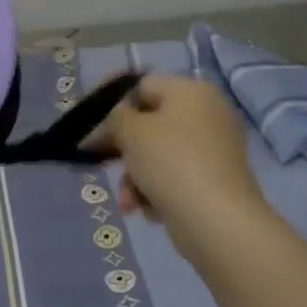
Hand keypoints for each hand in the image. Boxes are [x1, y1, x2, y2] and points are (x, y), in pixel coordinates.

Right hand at [94, 75, 264, 246]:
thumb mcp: (131, 132)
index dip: (112, 101)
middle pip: (149, 123)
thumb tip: (113, 120)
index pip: (142, 85)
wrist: (218, 221)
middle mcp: (207, 114)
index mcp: (191, 92)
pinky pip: (174, 177)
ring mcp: (214, 149)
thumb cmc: (171, 163)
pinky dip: (156, 191)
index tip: (88, 123)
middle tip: (100, 162)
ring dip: (134, 177)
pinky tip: (148, 210)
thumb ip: (114, 117)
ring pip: (158, 155)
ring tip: (128, 201)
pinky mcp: (215, 180)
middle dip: (123, 149)